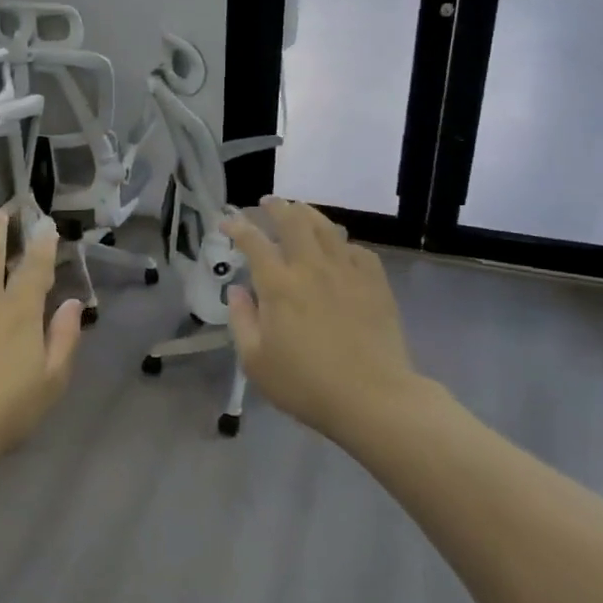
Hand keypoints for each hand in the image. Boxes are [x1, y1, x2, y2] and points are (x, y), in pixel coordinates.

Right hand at [224, 197, 441, 442]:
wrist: (373, 399)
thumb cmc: (306, 384)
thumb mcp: (255, 361)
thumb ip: (241, 320)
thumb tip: (238, 291)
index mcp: (278, 284)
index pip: (253, 242)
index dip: (237, 227)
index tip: (227, 223)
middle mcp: (311, 267)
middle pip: (293, 221)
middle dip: (277, 207)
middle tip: (267, 203)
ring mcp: (347, 272)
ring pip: (326, 228)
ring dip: (308, 214)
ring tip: (299, 210)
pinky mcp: (375, 284)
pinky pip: (357, 250)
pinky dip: (342, 242)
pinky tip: (339, 248)